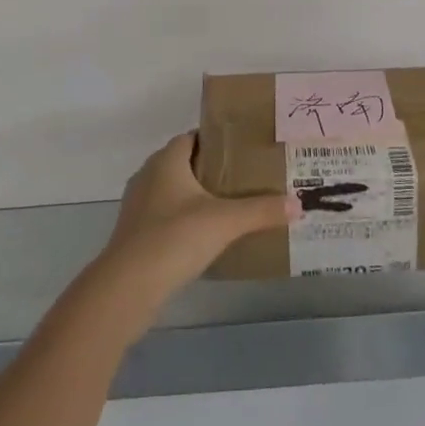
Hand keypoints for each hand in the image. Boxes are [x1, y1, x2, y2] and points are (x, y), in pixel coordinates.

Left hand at [99, 132, 295, 308]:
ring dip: (196, 197)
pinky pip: (164, 217)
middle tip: (244, 179)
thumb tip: (298, 204)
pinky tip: (205, 237)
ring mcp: (138, 206)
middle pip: (184, 163)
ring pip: (172, 191)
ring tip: (230, 208)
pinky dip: (183, 221)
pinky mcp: (134, 235)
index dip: (217, 140)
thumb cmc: (174, 238)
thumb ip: (261, 211)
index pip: (193, 137)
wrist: (126, 288)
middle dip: (211, 169)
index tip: (244, 150)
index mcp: (166, 160)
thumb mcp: (225, 222)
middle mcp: (148, 175)